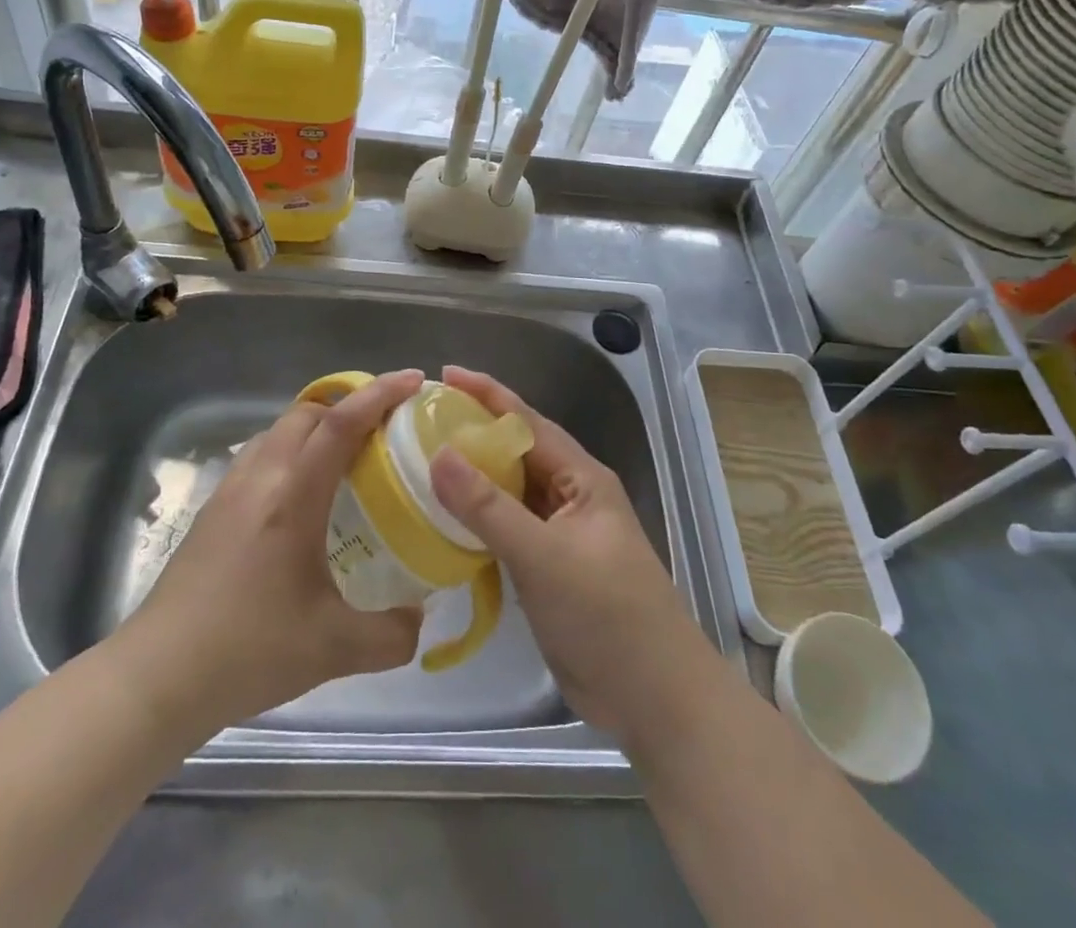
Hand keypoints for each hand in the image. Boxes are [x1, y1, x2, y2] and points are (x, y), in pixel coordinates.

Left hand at [118, 369, 425, 738]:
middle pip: (307, 414)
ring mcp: (229, 491)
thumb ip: (392, 635)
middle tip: (384, 429)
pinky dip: (289, 455)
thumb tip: (420, 619)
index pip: (340, 424)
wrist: (158, 676)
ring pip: (277, 432)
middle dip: (349, 406)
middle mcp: (259, 479)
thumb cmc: (249, 651)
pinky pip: (258, 458)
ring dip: (315, 429)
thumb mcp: (335, 650)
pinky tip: (301, 500)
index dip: (380, 394)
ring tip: (345, 460)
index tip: (413, 380)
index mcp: (293, 496)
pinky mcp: (212, 511)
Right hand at [429, 366, 723, 747]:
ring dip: (471, 479)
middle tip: (420, 422)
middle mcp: (570, 497)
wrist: (655, 700)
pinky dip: (476, 522)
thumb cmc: (607, 616)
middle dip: (472, 434)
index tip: (443, 375)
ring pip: (508, 493)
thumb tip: (439, 455)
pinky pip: (506, 530)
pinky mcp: (548, 570)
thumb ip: (489, 508)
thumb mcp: (544, 556)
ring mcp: (560, 535)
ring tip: (421, 463)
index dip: (486, 394)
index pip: (527, 422)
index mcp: (581, 478)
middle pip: (515, 453)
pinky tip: (442, 521)